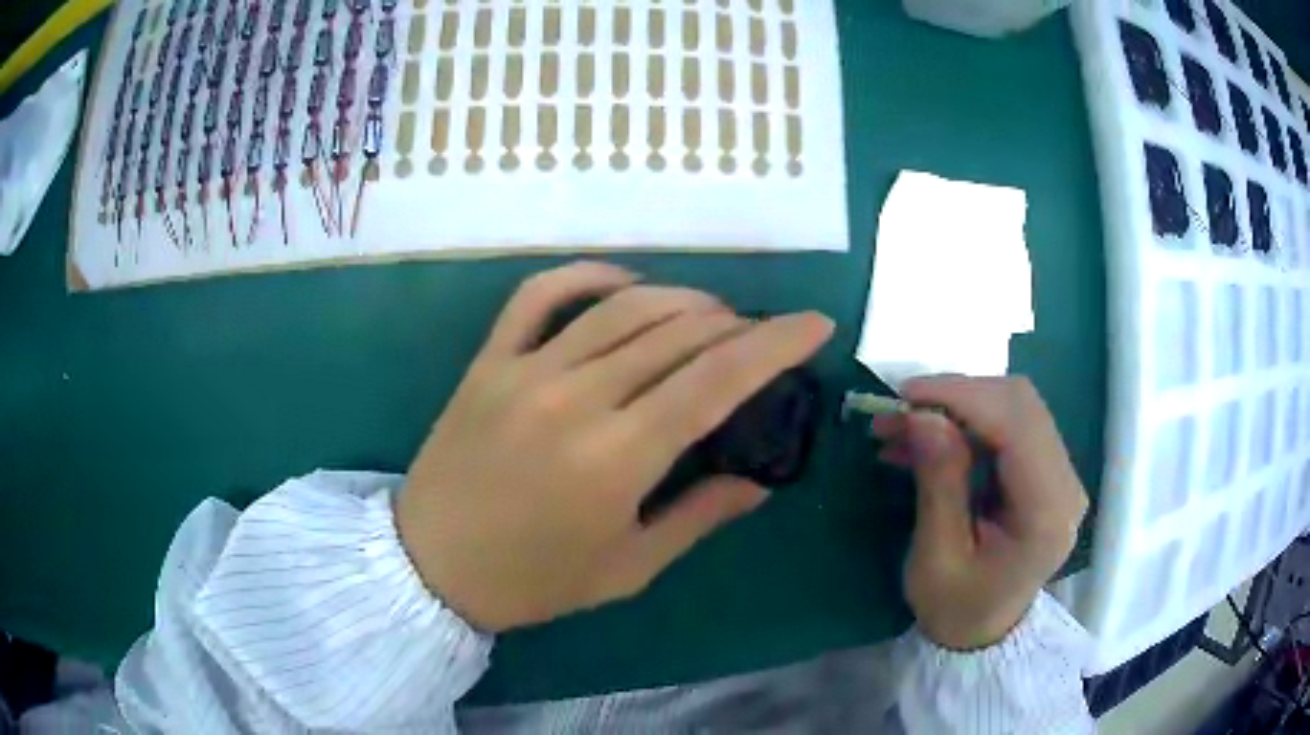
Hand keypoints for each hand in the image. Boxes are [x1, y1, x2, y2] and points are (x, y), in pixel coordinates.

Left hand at [397, 262, 833, 631]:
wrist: (431, 565)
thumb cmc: (533, 581)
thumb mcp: (628, 569)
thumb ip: (699, 515)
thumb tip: (759, 480)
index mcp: (617, 458)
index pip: (717, 379)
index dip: (777, 343)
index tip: (816, 325)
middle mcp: (576, 398)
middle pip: (678, 332)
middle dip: (738, 324)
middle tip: (762, 337)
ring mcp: (526, 370)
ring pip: (623, 306)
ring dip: (682, 300)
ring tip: (713, 316)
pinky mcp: (489, 360)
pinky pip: (541, 294)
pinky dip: (589, 275)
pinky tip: (624, 282)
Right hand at [872, 376, 1087, 650]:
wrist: (983, 632)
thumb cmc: (956, 608)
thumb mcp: (936, 558)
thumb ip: (939, 484)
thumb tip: (923, 416)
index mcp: (1047, 513)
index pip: (1017, 425)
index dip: (963, 397)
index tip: (905, 396)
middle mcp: (1066, 483)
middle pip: (1020, 404)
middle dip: (957, 396)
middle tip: (899, 412)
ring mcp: (1061, 473)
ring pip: (1015, 406)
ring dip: (958, 405)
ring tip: (903, 426)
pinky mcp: (1047, 469)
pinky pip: (1010, 424)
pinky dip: (966, 421)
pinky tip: (926, 438)